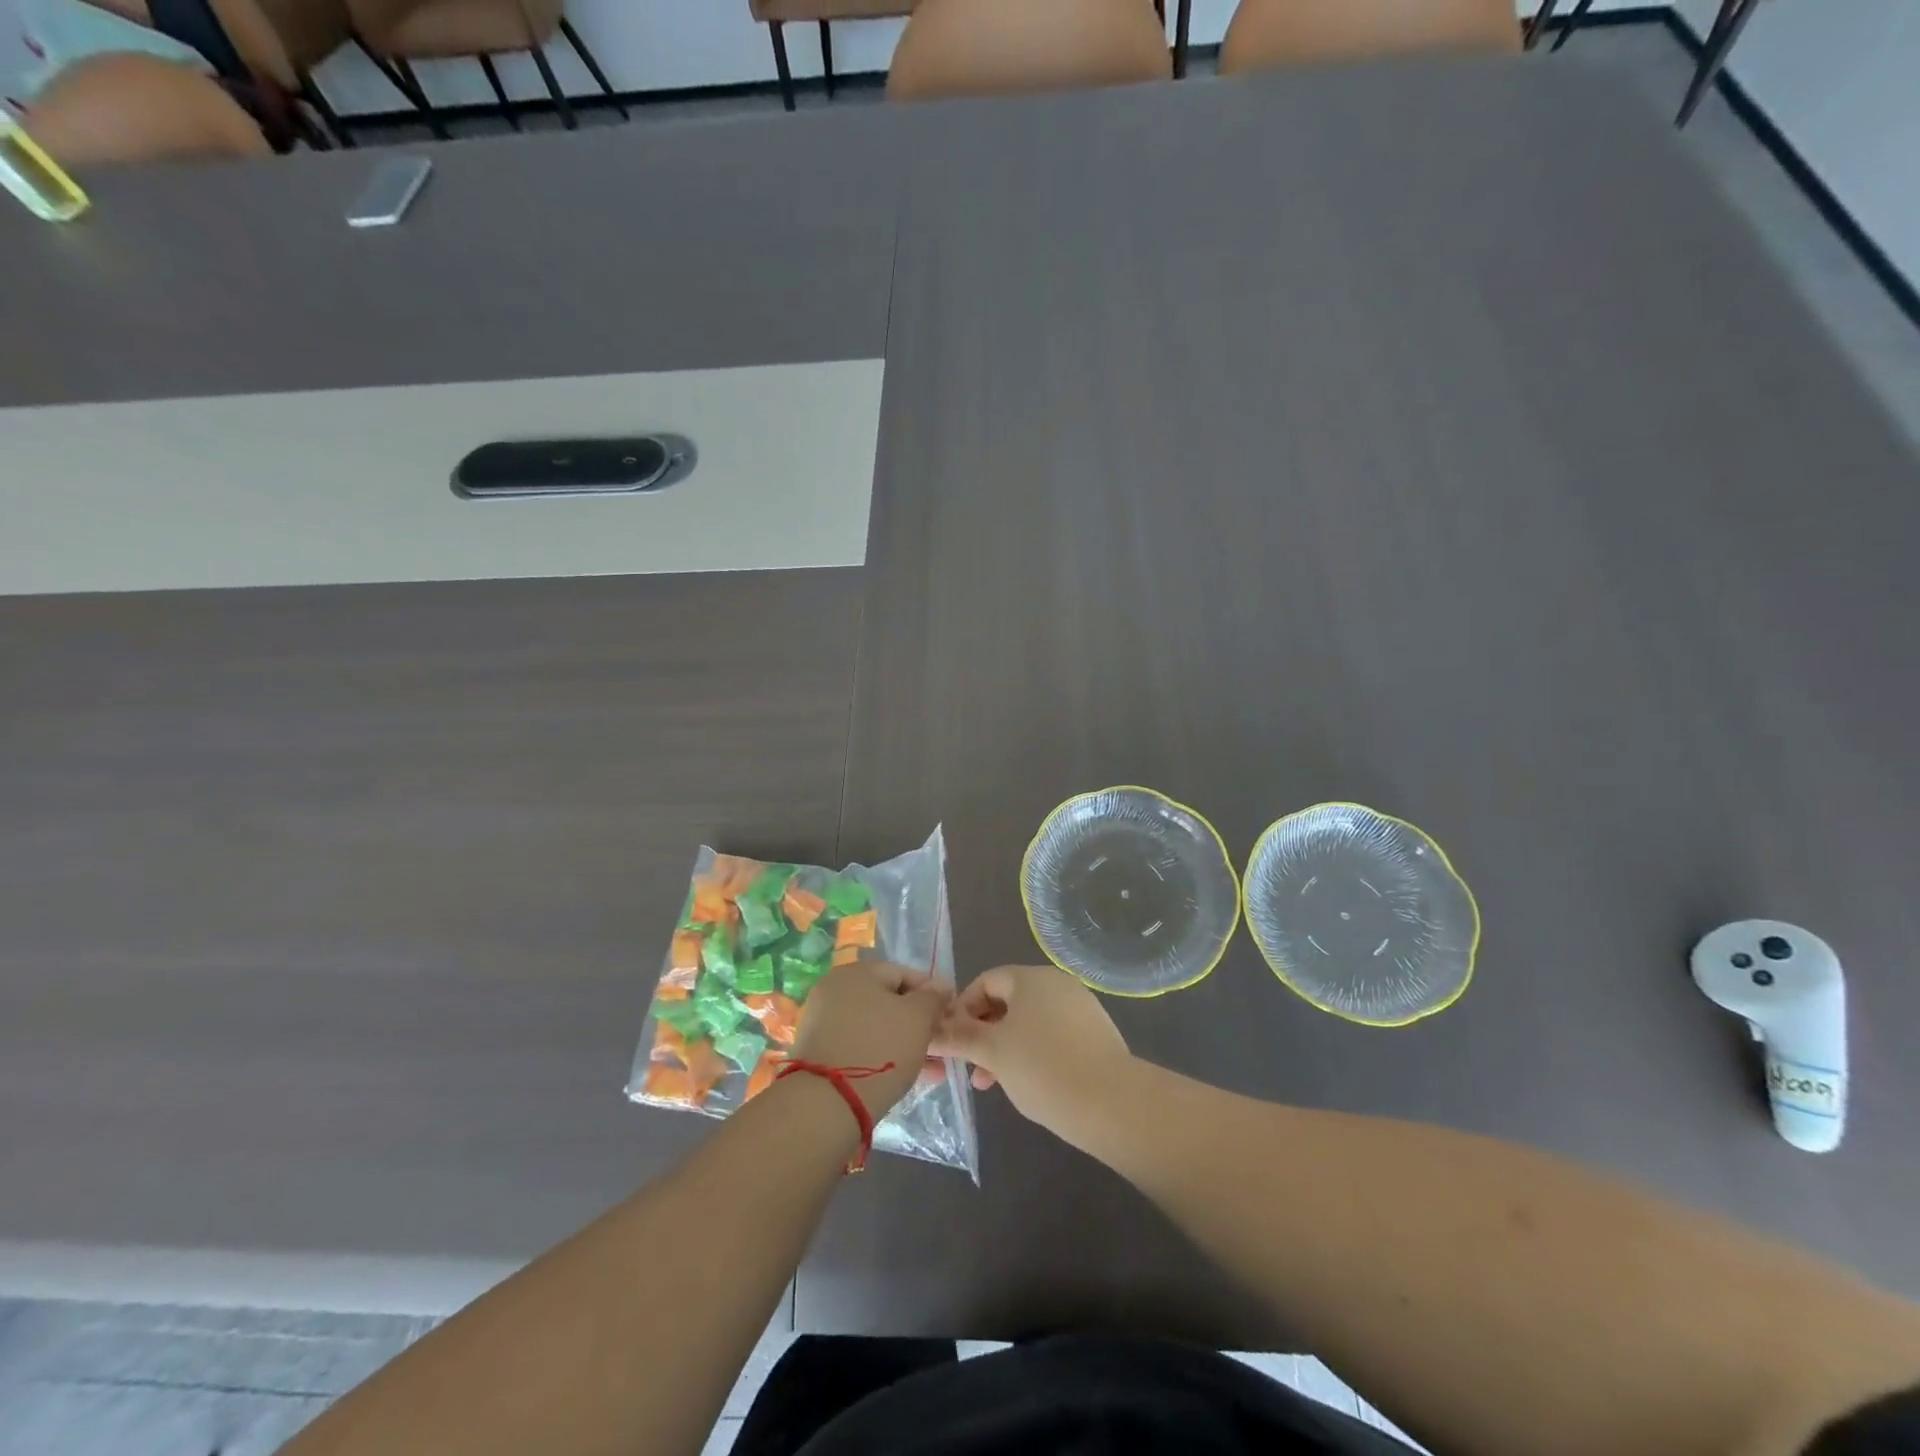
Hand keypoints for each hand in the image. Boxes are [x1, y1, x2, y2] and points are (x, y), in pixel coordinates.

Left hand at [788, 961, 950, 1117]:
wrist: (827, 1103)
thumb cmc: (880, 1047)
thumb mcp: (918, 1018)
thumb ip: (933, 998)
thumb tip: (941, 986)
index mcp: (857, 972)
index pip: (904, 973)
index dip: (931, 993)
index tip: (949, 1015)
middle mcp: (836, 990)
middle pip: (888, 1001)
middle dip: (918, 1023)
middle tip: (941, 1044)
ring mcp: (824, 1022)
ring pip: (876, 1027)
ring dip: (905, 1043)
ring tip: (933, 1068)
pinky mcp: (820, 1053)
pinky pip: (861, 1047)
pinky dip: (883, 1056)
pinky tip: (908, 1077)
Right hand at [932, 965, 1131, 1132]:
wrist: (1110, 1102)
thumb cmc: (1042, 1068)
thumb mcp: (992, 1053)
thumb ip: (959, 1038)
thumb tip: (929, 1030)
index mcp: (1031, 978)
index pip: (986, 981)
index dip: (963, 1008)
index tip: (952, 1041)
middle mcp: (1057, 983)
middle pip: (1008, 1001)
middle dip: (983, 1033)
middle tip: (971, 1068)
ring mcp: (1080, 1007)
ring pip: (1029, 1021)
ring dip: (1005, 1047)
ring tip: (994, 1083)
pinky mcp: (1095, 1033)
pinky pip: (1052, 1034)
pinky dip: (1033, 1052)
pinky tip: (1028, 1084)